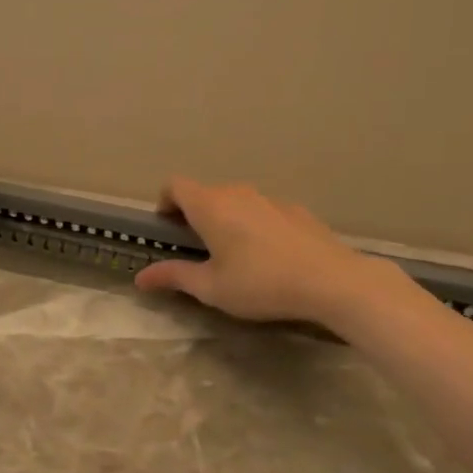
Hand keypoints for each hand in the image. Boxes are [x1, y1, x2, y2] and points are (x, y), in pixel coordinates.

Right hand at [135, 178, 411, 331]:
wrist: (331, 281)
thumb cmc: (260, 283)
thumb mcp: (211, 288)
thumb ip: (174, 277)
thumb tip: (140, 278)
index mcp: (209, 205)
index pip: (174, 185)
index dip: (165, 203)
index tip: (167, 230)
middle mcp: (237, 193)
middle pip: (205, 193)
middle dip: (194, 216)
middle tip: (197, 251)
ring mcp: (270, 199)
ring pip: (236, 201)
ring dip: (225, 220)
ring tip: (234, 256)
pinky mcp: (296, 211)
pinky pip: (263, 211)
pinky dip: (254, 226)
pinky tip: (269, 258)